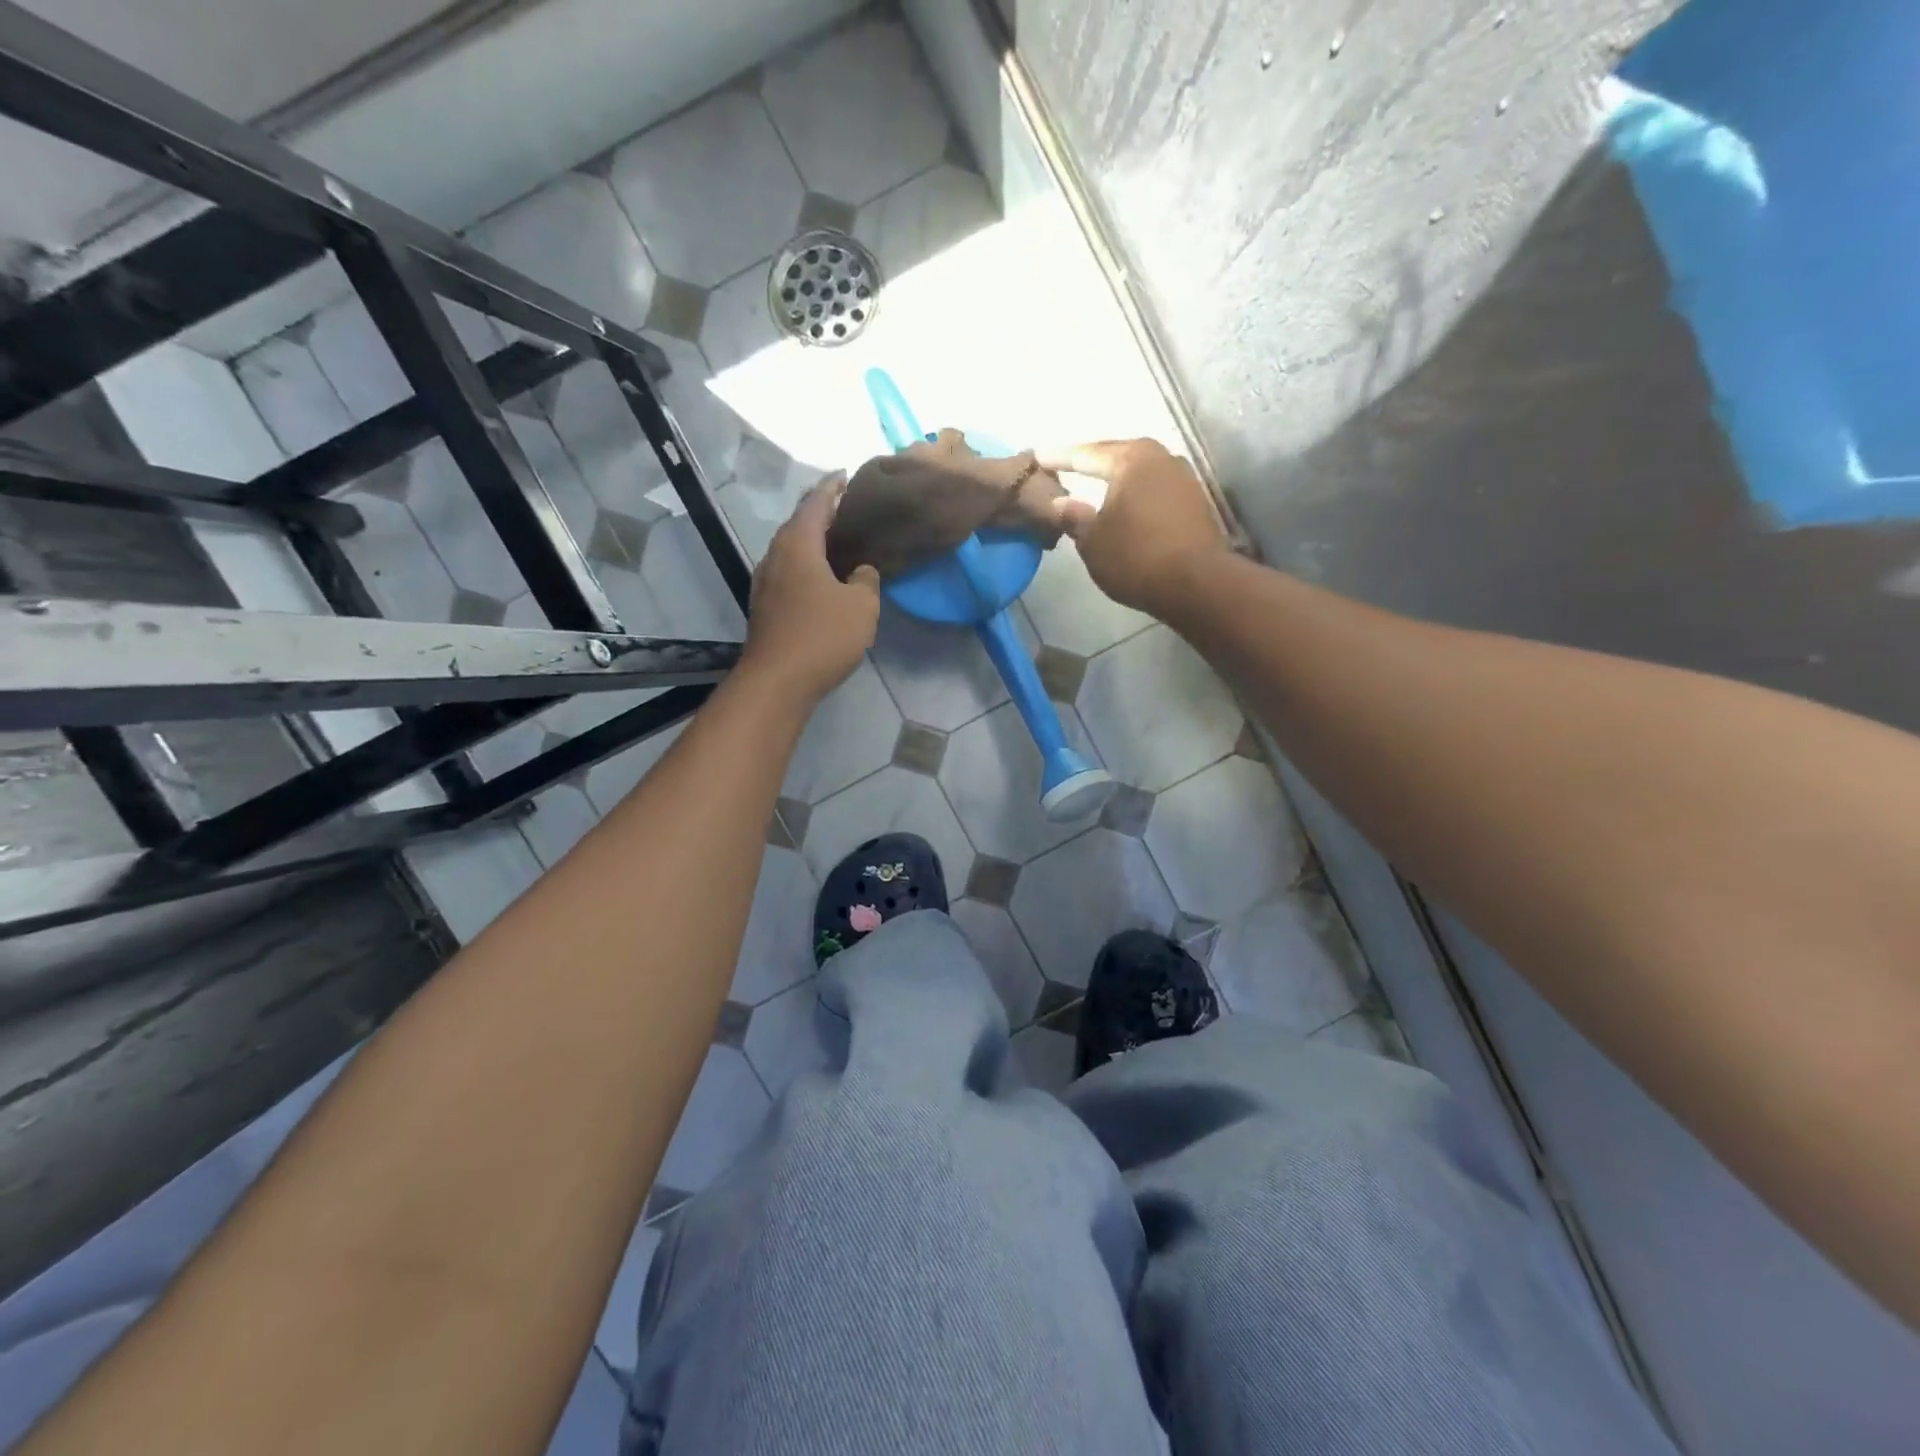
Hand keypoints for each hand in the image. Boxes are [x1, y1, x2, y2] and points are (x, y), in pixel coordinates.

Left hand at [741, 474, 880, 703]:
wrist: (777, 681)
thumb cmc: (822, 636)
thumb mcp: (861, 606)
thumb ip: (866, 580)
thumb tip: (861, 571)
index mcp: (798, 545)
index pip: (816, 503)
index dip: (833, 488)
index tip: (846, 477)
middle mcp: (776, 556)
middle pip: (799, 524)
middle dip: (822, 515)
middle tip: (848, 512)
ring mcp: (765, 582)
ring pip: (791, 550)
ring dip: (813, 543)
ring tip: (839, 544)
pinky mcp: (764, 606)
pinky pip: (788, 573)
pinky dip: (806, 566)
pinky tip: (822, 579)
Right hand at [1037, 439, 1230, 619]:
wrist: (1197, 584)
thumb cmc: (1136, 557)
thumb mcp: (1092, 542)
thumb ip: (1074, 517)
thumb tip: (1060, 503)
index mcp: (1132, 459)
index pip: (1087, 454)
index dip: (1059, 457)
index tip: (1038, 456)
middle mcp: (1162, 458)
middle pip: (1118, 456)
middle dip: (1092, 461)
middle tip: (1067, 463)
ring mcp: (1184, 479)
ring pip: (1140, 473)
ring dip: (1118, 478)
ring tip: (1096, 484)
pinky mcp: (1196, 503)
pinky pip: (1155, 491)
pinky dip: (1136, 495)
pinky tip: (1125, 506)